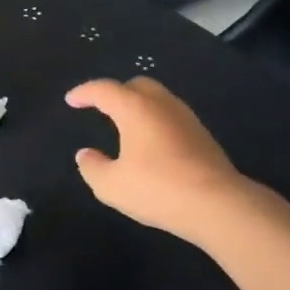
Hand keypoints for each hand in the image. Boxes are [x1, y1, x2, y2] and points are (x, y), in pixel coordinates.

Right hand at [67, 77, 248, 242]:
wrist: (218, 204)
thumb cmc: (158, 189)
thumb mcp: (111, 185)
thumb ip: (92, 167)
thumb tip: (85, 154)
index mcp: (135, 108)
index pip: (104, 90)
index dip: (84, 92)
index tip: (71, 100)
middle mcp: (162, 104)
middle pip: (136, 85)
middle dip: (115, 93)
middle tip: (100, 108)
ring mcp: (186, 118)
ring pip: (157, 99)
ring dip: (138, 106)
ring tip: (125, 126)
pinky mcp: (202, 135)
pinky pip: (171, 117)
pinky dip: (154, 121)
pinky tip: (150, 144)